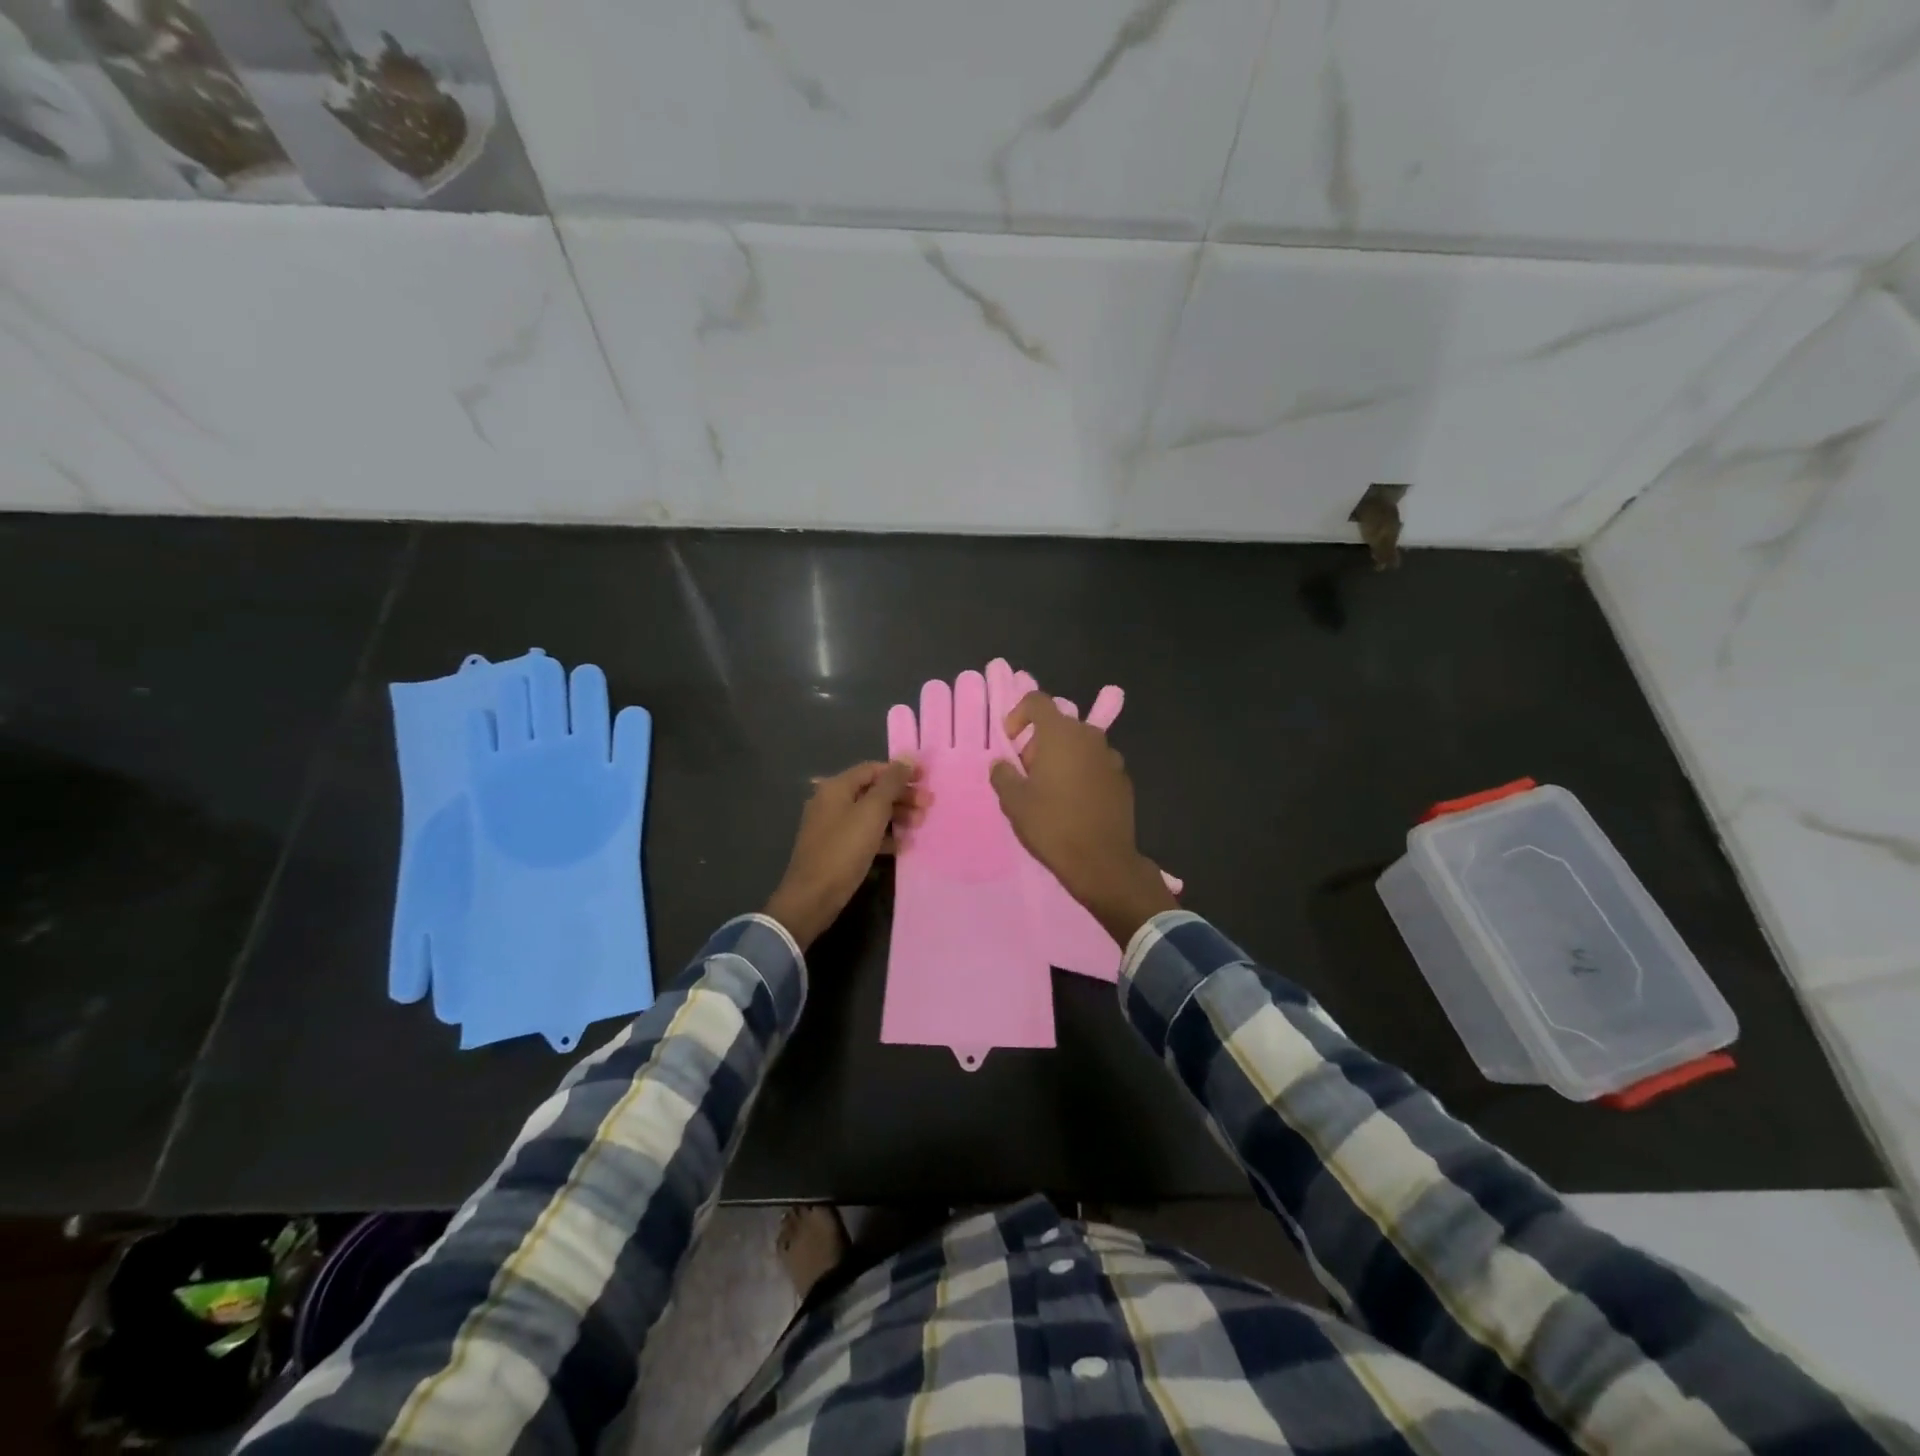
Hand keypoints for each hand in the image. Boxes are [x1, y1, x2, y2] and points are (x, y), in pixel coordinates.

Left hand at [765, 760, 925, 947]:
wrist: (813, 896)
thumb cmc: (844, 849)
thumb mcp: (872, 812)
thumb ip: (891, 783)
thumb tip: (908, 758)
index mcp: (836, 787)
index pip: (873, 769)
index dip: (900, 771)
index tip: (926, 779)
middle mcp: (831, 802)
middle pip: (873, 791)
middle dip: (902, 796)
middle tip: (928, 806)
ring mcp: (832, 827)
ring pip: (870, 814)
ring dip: (897, 816)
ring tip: (920, 825)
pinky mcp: (837, 849)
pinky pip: (865, 834)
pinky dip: (884, 836)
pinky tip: (903, 845)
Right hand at [989, 693, 1176, 947]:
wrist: (1101, 861)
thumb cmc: (1052, 825)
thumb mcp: (1014, 801)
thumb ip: (1003, 774)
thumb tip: (1002, 763)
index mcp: (1060, 734)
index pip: (1037, 701)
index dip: (1018, 715)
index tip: (1011, 742)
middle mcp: (1089, 737)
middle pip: (1059, 725)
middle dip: (1038, 742)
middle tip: (1026, 773)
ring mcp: (1111, 757)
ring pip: (1079, 746)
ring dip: (1062, 758)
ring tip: (1050, 790)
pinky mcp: (1123, 779)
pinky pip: (1095, 765)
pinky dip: (1082, 774)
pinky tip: (1074, 804)